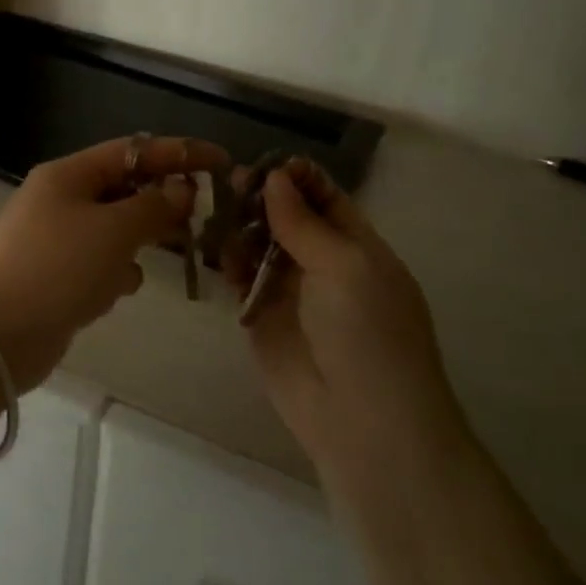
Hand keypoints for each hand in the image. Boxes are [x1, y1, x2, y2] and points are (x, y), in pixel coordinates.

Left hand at [0, 136, 228, 388]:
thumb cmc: (58, 269)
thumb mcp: (114, 231)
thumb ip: (155, 206)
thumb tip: (182, 190)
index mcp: (68, 175)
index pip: (133, 150)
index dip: (179, 153)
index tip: (222, 162)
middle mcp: (59, 199)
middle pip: (124, 188)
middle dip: (162, 201)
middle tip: (203, 217)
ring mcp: (54, 239)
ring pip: (113, 228)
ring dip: (140, 239)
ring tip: (169, 254)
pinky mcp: (54, 276)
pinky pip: (97, 263)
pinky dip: (115, 272)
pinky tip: (120, 290)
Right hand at [231, 160, 464, 491]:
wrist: (362, 422)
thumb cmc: (368, 333)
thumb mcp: (345, 266)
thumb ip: (304, 222)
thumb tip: (275, 176)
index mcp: (356, 246)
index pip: (325, 198)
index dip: (297, 177)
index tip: (262, 162)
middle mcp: (322, 263)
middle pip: (286, 217)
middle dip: (261, 198)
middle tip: (230, 183)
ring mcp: (290, 291)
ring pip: (259, 245)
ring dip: (240, 227)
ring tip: (217, 213)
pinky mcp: (260, 318)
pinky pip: (240, 278)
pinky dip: (228, 262)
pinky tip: (217, 251)